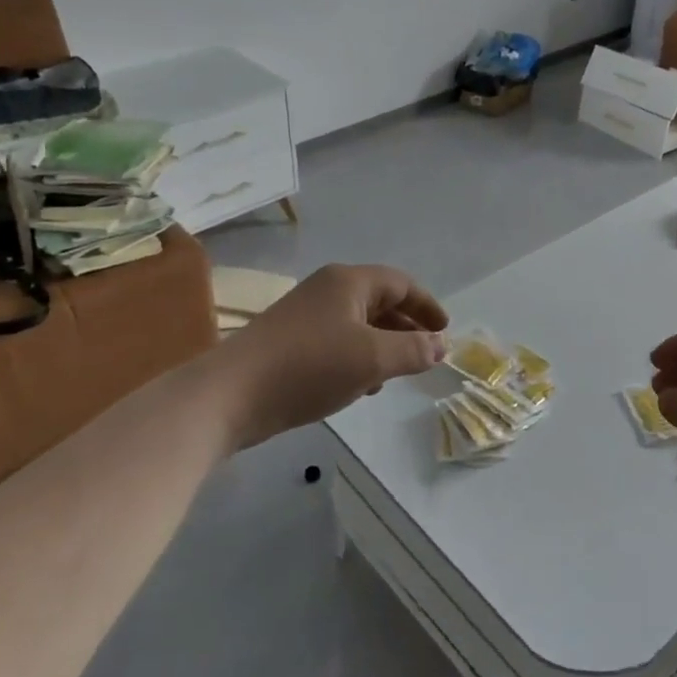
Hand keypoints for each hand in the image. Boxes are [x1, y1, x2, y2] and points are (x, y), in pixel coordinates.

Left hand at [217, 263, 448, 450]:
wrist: (231, 394)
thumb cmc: (310, 366)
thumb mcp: (372, 358)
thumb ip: (413, 350)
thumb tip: (441, 345)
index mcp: (348, 282)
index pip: (400, 284)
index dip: (427, 306)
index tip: (445, 331)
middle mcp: (327, 290)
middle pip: (379, 302)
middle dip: (406, 328)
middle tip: (426, 355)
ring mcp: (305, 316)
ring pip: (358, 325)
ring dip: (382, 345)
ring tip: (396, 374)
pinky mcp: (290, 343)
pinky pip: (337, 343)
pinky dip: (357, 358)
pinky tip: (360, 386)